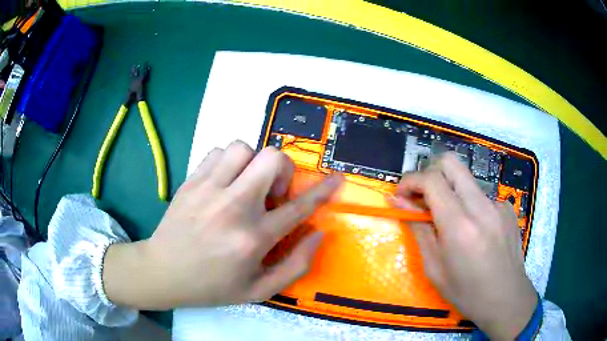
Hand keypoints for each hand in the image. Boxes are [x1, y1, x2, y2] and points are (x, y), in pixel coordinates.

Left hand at [103, 140, 343, 308]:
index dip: (323, 190)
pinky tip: (224, 182)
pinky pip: (219, 151)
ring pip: (244, 147)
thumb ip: (296, 265)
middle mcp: (234, 207)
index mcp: (253, 238)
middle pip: (271, 159)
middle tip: (271, 192)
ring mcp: (209, 189)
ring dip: (253, 163)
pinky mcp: (191, 181)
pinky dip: (229, 161)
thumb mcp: (259, 290)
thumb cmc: (213, 286)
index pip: (298, 207)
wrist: (164, 272)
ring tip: (245, 184)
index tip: (336, 178)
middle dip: (282, 170)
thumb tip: (318, 233)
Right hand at [391, 153, 536, 339]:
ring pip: (466, 181)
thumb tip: (398, 202)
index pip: (431, 179)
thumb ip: (419, 229)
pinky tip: (477, 232)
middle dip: (430, 173)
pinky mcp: (508, 208)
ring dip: (452, 194)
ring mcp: (498, 204)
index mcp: (459, 224)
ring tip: (453, 224)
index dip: (410, 181)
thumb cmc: (466, 292)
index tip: (401, 195)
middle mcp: (481, 206)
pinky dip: (472, 207)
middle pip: (451, 163)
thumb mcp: (434, 267)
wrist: (506, 298)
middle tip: (423, 198)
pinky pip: (482, 197)